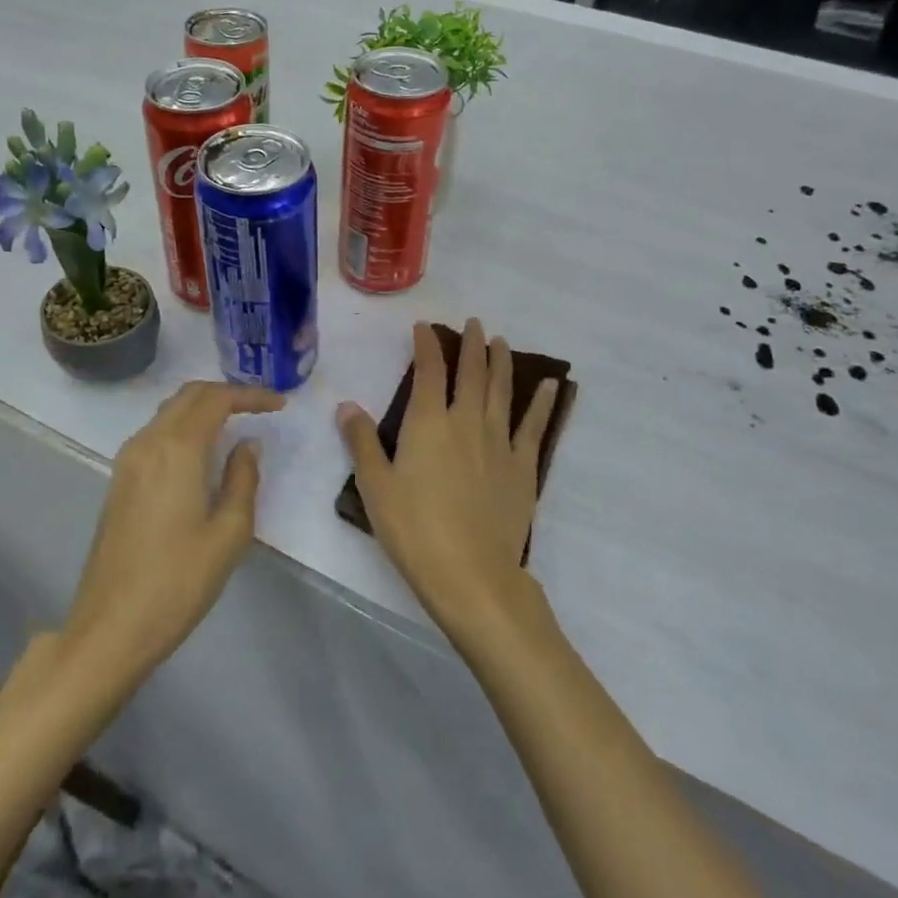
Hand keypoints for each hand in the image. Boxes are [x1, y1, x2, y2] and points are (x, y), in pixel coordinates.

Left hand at [62, 381, 283, 675]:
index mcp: (177, 449)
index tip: (279, 405)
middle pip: (189, 395)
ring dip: (203, 407)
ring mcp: (128, 460)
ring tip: (236, 423)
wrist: (110, 628)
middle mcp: (148, 442)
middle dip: (226, 393)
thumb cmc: (178, 582)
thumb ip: (243, 479)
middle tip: (260, 408)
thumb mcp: (229, 534)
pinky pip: (156, 432)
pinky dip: (184, 425)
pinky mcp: (120, 480)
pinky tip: (203, 451)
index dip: (250, 395)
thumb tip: (247, 445)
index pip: (216, 399)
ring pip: (169, 411)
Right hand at [337, 320, 559, 636]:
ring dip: (501, 362)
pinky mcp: (523, 467)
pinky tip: (550, 386)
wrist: (471, 574)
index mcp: (429, 423)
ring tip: (501, 341)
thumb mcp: (375, 486)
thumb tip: (346, 405)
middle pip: (471, 373)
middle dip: (471, 344)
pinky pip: (534, 427)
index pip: (429, 370)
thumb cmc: (415, 529)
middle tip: (474, 323)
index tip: (424, 327)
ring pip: (502, 391)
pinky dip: (542, 403)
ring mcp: (499, 443)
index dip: (427, 345)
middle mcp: (466, 422)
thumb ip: (361, 442)